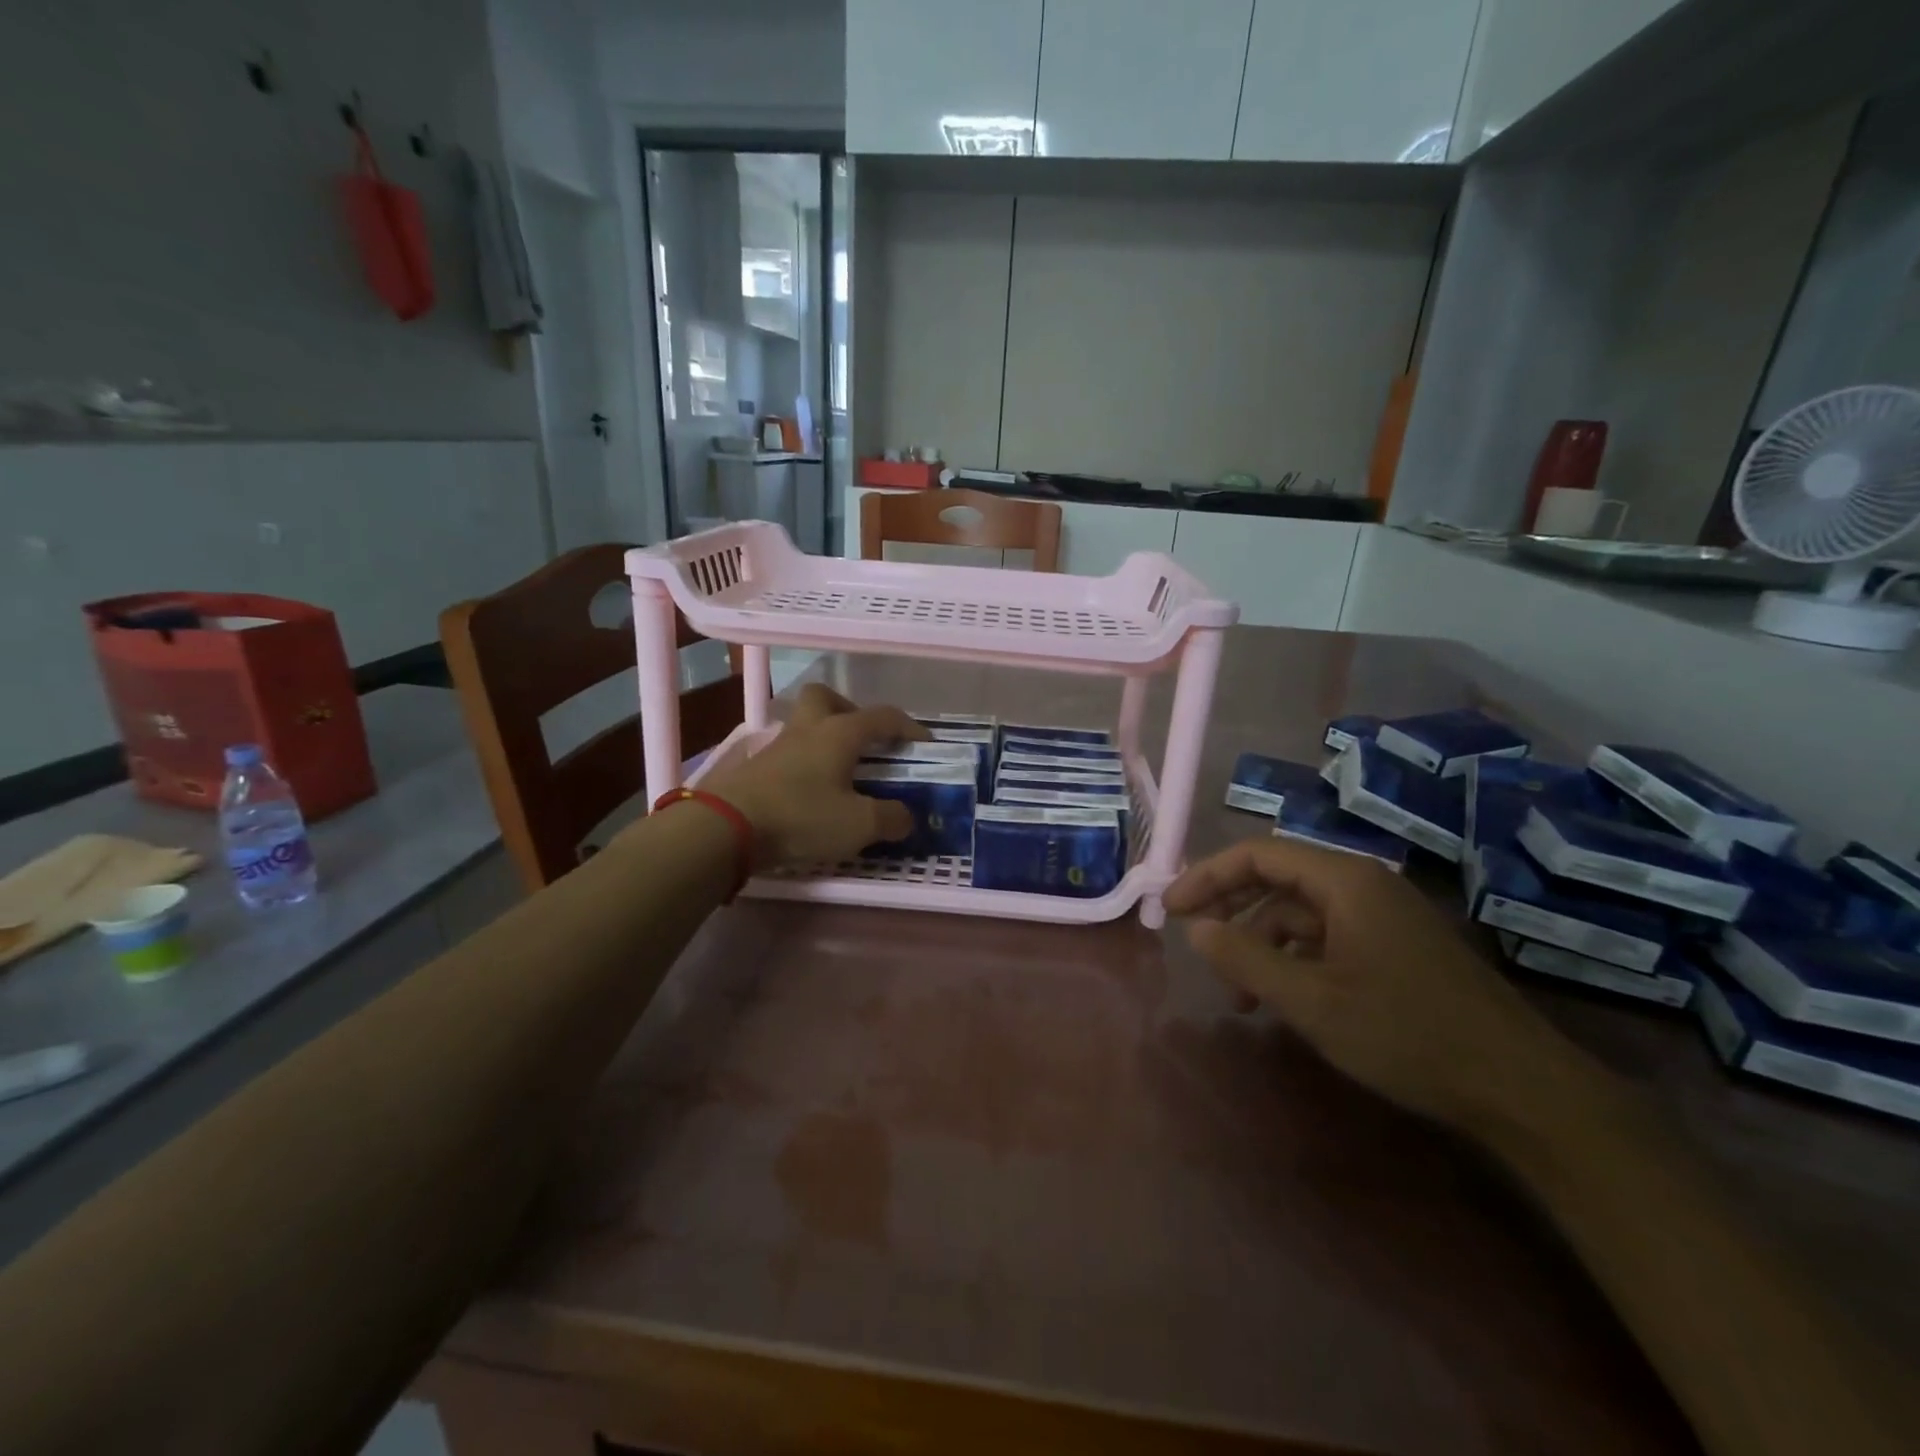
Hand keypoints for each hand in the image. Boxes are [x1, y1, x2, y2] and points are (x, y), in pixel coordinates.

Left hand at [701, 685, 927, 868]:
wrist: (726, 828)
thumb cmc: (802, 816)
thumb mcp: (859, 825)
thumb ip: (891, 818)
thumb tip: (907, 817)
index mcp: (839, 733)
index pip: (882, 716)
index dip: (908, 727)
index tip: (924, 744)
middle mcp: (808, 730)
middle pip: (825, 698)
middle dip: (849, 711)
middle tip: (863, 741)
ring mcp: (776, 747)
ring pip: (804, 726)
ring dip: (824, 740)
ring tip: (840, 773)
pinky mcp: (755, 769)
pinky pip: (788, 755)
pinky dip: (804, 766)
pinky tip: (811, 793)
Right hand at [1164, 837, 1602, 1135]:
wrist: (1520, 1088)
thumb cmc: (1406, 1033)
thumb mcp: (1311, 1001)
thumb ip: (1245, 959)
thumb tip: (1194, 928)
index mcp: (1344, 880)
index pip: (1258, 854)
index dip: (1207, 876)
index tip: (1170, 909)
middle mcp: (1363, 884)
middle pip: (1277, 878)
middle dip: (1229, 908)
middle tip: (1192, 941)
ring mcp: (1383, 915)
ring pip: (1300, 912)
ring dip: (1261, 943)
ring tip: (1240, 995)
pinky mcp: (1395, 945)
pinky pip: (1327, 936)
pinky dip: (1294, 959)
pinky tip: (1283, 997)